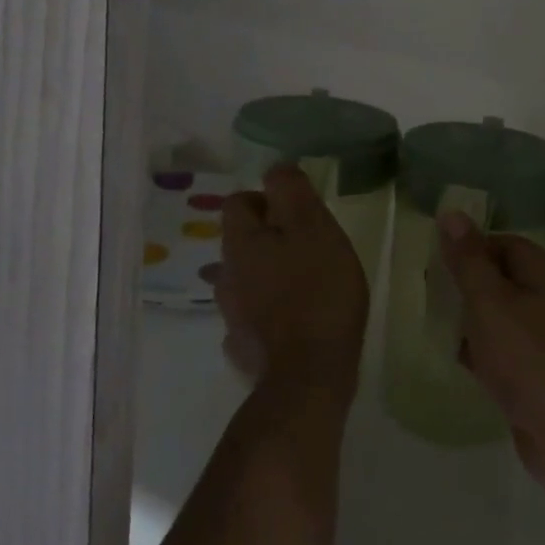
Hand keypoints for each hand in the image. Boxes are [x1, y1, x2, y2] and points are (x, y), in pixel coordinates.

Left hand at [213, 165, 368, 399]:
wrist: (309, 375)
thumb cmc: (318, 291)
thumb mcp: (315, 229)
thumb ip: (293, 192)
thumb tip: (276, 169)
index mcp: (241, 242)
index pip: (238, 202)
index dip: (267, 200)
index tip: (300, 214)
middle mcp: (226, 274)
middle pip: (240, 241)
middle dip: (269, 238)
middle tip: (308, 246)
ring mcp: (232, 314)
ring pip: (243, 279)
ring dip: (266, 274)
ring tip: (300, 282)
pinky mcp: (243, 346)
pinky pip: (251, 316)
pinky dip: (267, 311)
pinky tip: (290, 320)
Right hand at [437, 212, 544, 505]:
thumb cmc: (531, 358)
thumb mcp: (491, 302)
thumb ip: (468, 260)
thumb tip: (452, 212)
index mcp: (542, 275)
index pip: (502, 243)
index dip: (469, 246)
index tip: (433, 259)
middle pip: (499, 280)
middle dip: (464, 284)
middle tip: (425, 291)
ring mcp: (541, 342)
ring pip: (497, 318)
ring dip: (467, 318)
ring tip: (430, 320)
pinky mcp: (533, 377)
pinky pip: (500, 353)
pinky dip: (477, 351)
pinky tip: (452, 358)